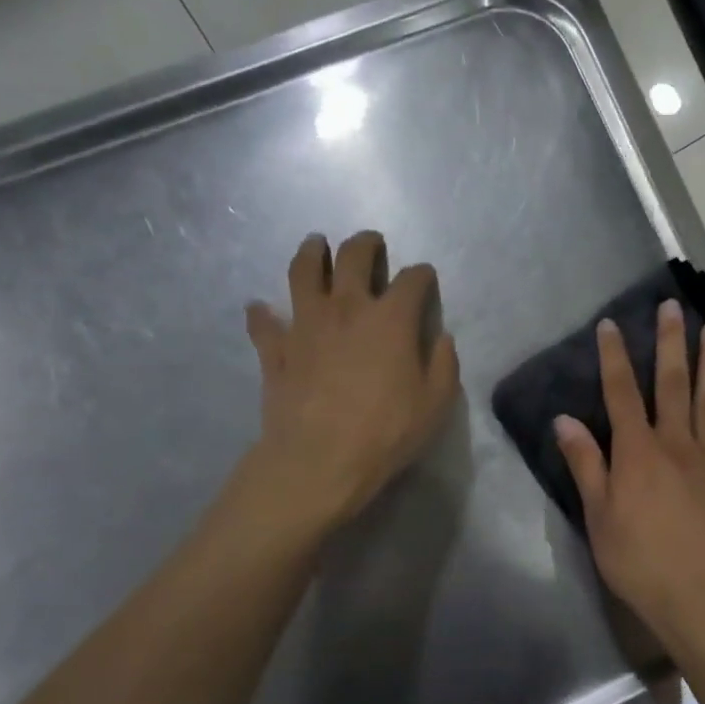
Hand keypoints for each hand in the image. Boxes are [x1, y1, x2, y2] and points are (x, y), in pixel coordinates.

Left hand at [240, 231, 460, 531]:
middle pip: (353, 258)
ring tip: (315, 245)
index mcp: (391, 319)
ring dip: (311, 253)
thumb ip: (444, 365)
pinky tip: (260, 308)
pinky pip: (263, 323)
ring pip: (303, 272)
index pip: (412, 280)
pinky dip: (262, 313)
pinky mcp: (275, 350)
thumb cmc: (386, 433)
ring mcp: (305, 325)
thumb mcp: (436, 404)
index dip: (422, 274)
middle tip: (370, 243)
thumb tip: (442, 339)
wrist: (319, 460)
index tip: (425, 277)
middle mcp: (346, 308)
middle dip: (365, 245)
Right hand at [554, 300, 704, 636]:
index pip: (621, 394)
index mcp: (637, 452)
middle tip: (673, 306)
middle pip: (671, 385)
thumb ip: (586, 464)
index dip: (614, 358)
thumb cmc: (637, 558)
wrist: (695, 595)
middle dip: (670, 343)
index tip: (611, 325)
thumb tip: (565, 420)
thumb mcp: (598, 515)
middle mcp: (675, 444)